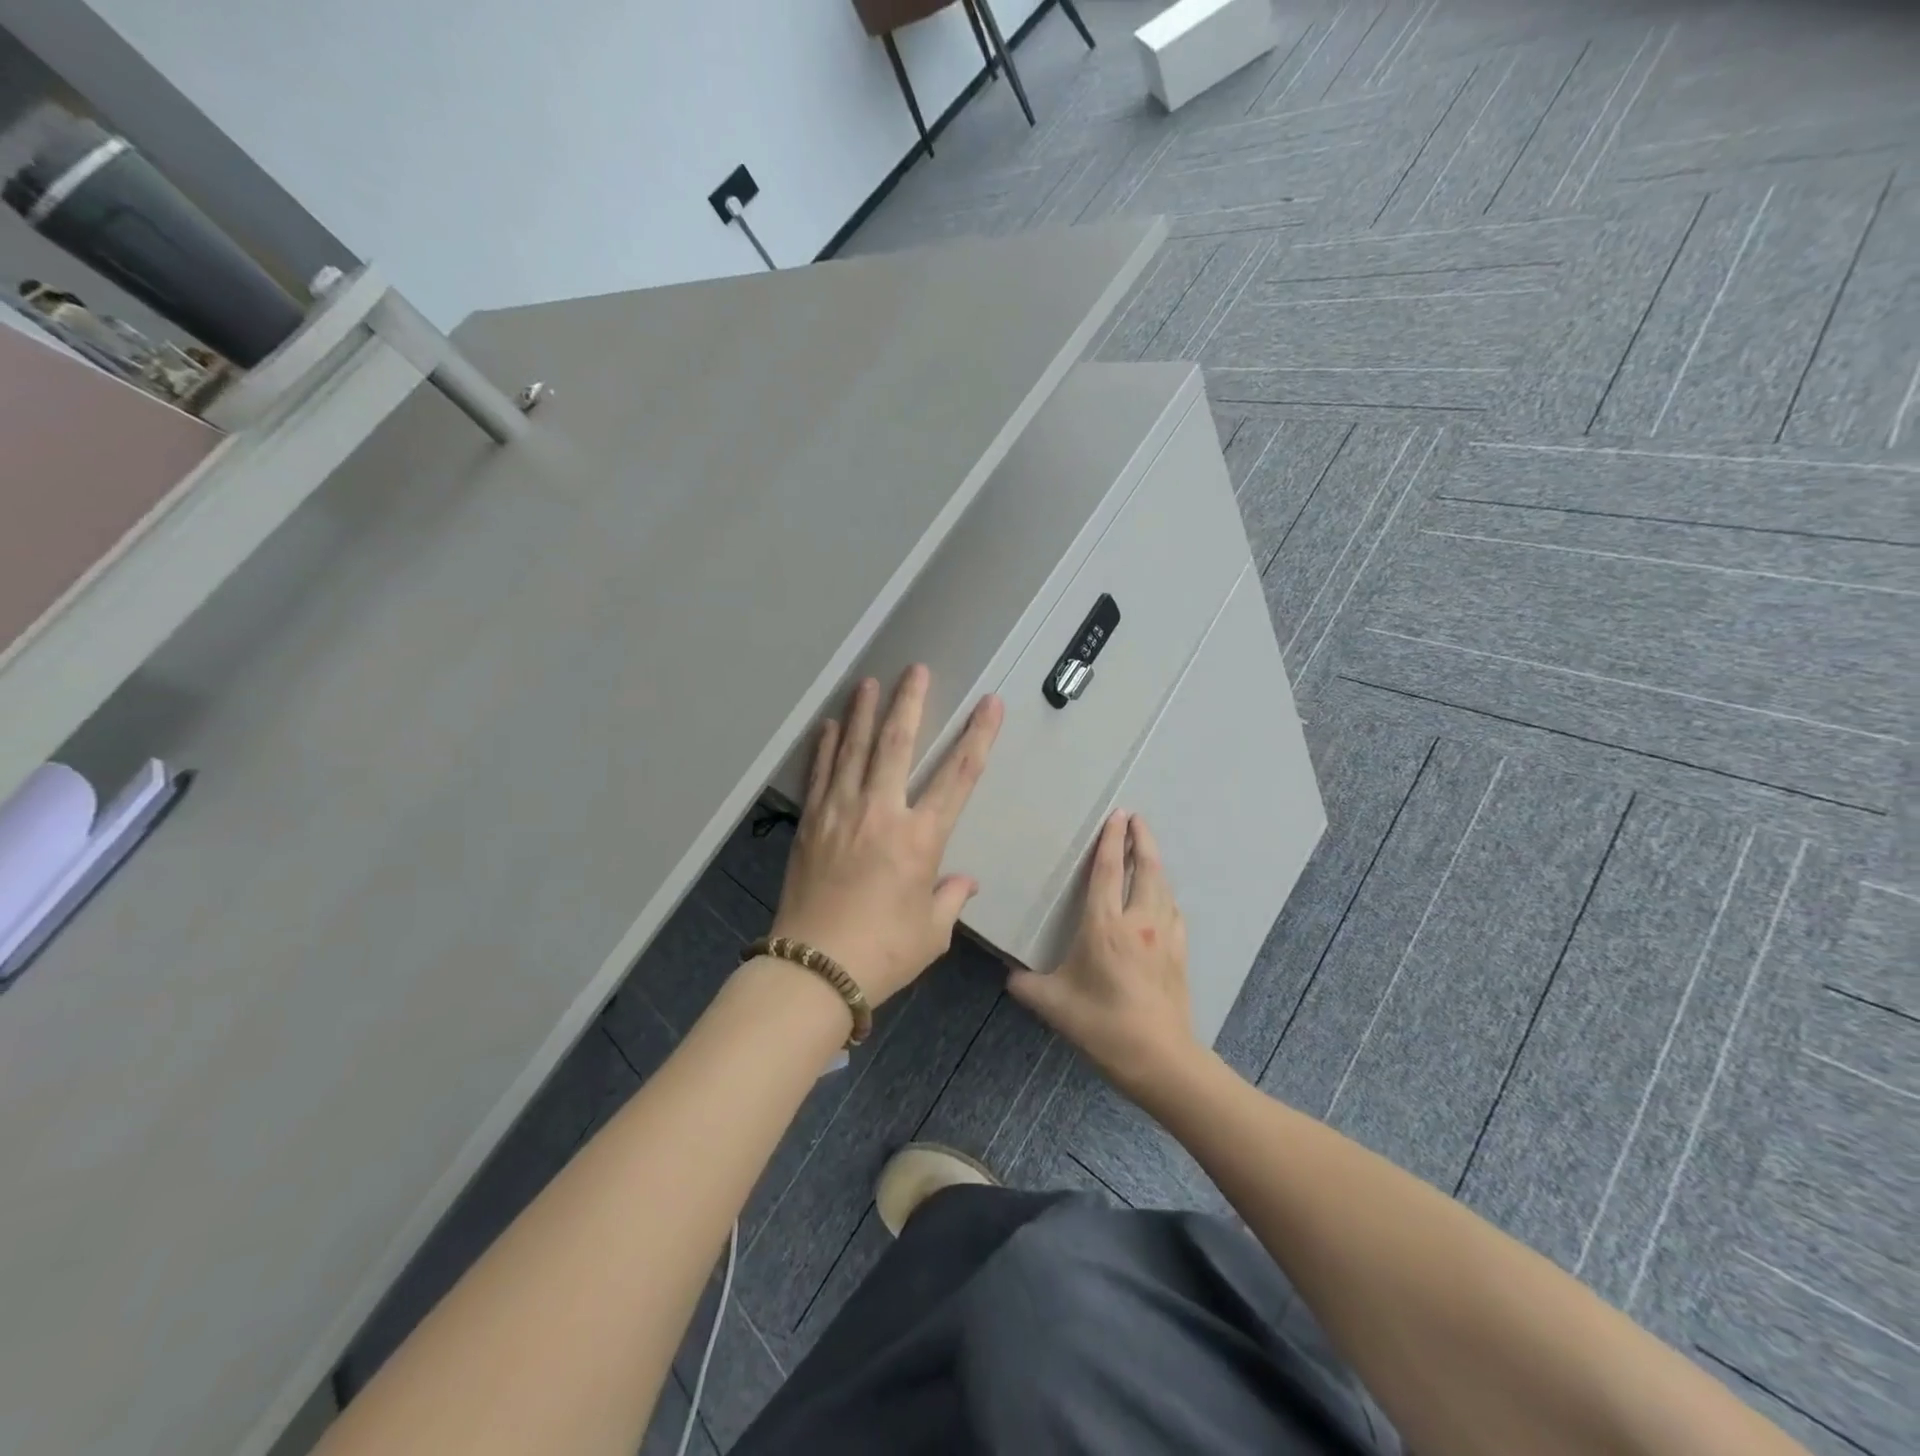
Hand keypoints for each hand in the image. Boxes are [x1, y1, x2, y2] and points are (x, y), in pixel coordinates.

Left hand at [771, 666, 1003, 1005]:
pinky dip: (826, 747)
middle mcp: (880, 814)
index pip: (958, 776)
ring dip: (863, 713)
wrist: (813, 971)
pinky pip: (820, 774)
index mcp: (920, 839)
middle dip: (910, 703)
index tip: (989, 704)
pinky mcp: (810, 824)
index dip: (978, 737)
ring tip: (870, 682)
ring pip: (853, 750)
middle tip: (916, 670)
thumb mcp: (930, 932)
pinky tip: (830, 725)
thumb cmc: (882, 953)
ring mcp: (840, 814)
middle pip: (896, 745)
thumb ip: (949, 899)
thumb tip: (964, 882)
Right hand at [1008, 812, 1198, 1097]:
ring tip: (1148, 850)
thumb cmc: (1102, 1026)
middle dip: (1142, 839)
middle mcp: (1139, 922)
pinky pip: (1174, 911)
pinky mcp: (1179, 954)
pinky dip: (1166, 894)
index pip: (1108, 871)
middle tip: (1137, 818)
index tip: (1116, 815)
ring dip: (1156, 863)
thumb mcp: (1053, 1005)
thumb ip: (1025, 985)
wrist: (1160, 1059)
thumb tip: (1009, 975)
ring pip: (1163, 887)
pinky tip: (1163, 898)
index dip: (1111, 840)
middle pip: (1146, 869)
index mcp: (1105, 926)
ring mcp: (1165, 937)